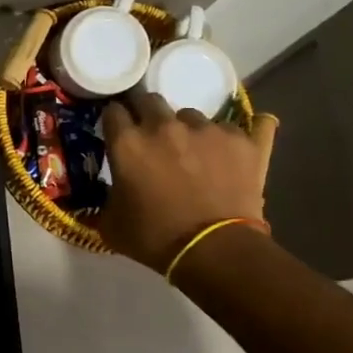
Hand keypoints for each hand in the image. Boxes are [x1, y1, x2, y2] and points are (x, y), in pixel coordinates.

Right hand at [97, 94, 277, 272]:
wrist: (215, 252)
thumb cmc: (155, 238)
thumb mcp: (112, 223)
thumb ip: (106, 196)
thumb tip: (109, 190)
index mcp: (128, 142)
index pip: (113, 111)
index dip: (114, 121)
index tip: (117, 132)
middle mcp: (165, 126)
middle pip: (150, 100)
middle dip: (146, 113)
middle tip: (152, 138)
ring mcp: (209, 130)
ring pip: (193, 115)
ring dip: (188, 130)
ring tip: (195, 154)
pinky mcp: (245, 142)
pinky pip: (247, 127)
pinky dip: (236, 139)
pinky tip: (238, 149)